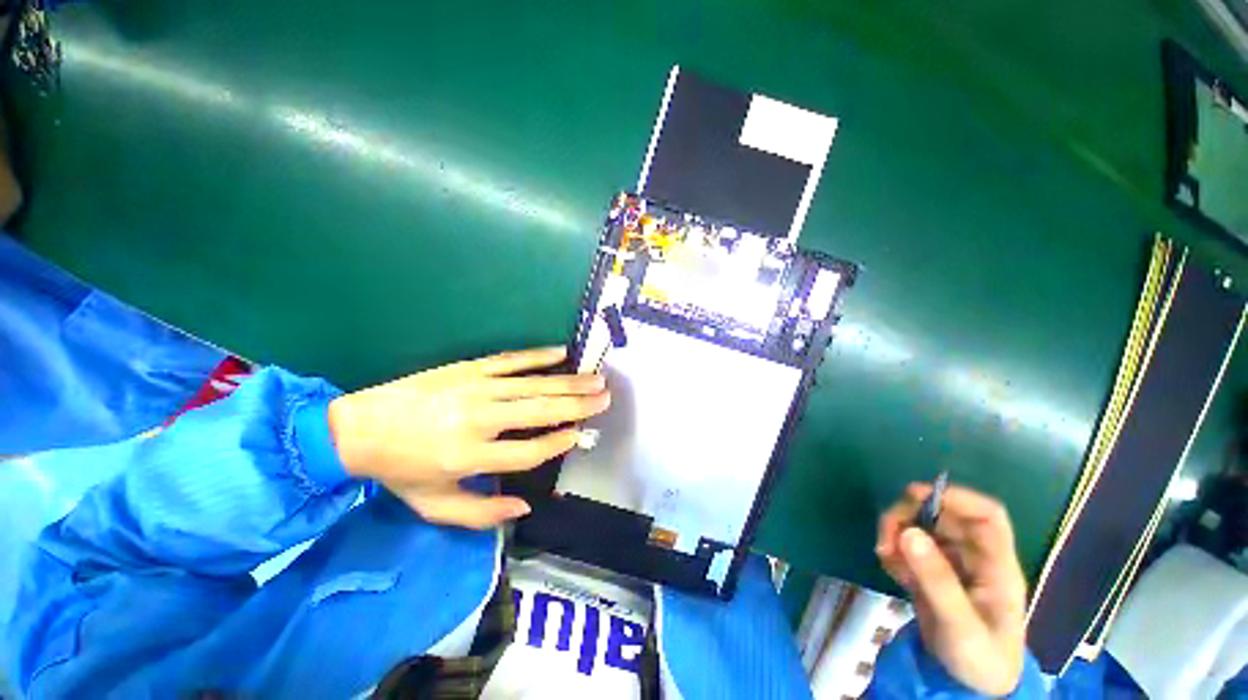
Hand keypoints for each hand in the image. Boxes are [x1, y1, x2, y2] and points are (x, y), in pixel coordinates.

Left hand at [327, 346, 609, 528]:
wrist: (358, 427)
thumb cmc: (400, 471)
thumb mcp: (434, 505)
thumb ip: (481, 513)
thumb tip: (526, 507)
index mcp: (469, 457)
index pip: (528, 452)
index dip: (557, 443)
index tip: (579, 434)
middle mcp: (479, 421)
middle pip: (540, 412)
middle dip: (578, 406)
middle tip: (605, 397)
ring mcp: (475, 389)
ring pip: (533, 385)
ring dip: (568, 382)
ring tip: (596, 379)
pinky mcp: (468, 368)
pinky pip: (511, 361)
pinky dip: (538, 356)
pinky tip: (562, 353)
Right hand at [875, 483, 1028, 695]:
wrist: (969, 688)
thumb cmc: (979, 659)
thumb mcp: (959, 625)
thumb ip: (937, 580)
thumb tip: (908, 532)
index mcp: (996, 566)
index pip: (987, 515)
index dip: (955, 497)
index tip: (913, 495)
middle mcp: (974, 558)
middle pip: (943, 516)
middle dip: (910, 516)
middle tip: (885, 535)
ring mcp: (952, 564)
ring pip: (922, 528)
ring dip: (897, 533)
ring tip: (884, 556)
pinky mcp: (931, 572)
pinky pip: (909, 548)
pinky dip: (894, 551)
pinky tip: (890, 569)